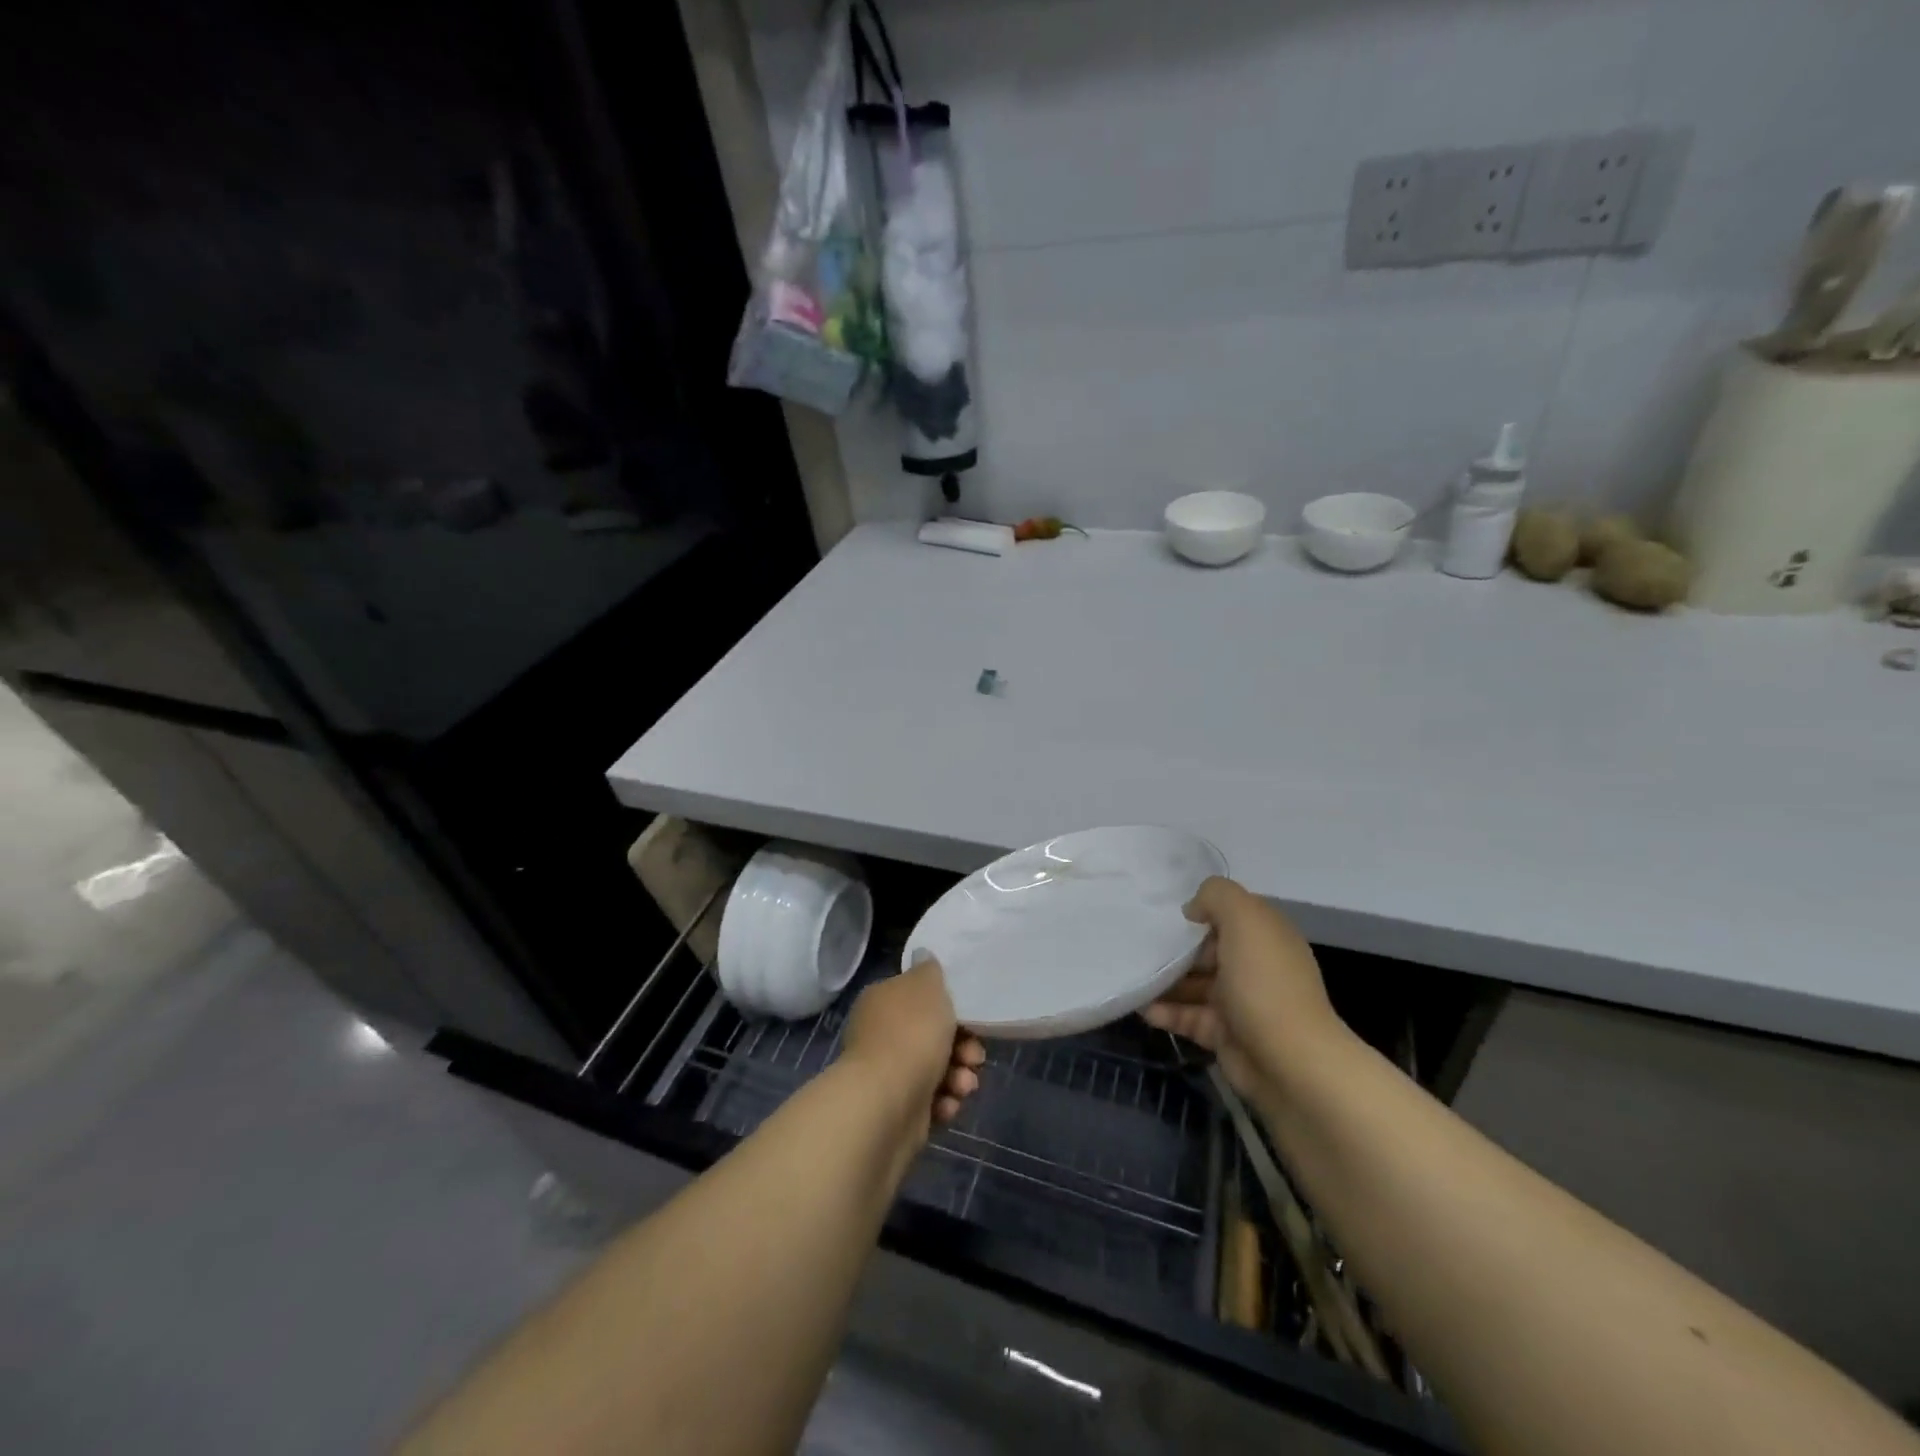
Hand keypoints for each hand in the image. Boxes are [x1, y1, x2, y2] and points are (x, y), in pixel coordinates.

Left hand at [841, 958, 985, 1137]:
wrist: (886, 1103)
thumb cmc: (911, 1034)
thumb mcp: (928, 987)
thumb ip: (930, 970)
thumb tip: (923, 956)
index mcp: (883, 1000)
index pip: (921, 998)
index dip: (951, 1008)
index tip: (972, 1021)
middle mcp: (881, 1035)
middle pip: (933, 1036)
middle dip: (962, 1048)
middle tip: (974, 1057)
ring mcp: (888, 1074)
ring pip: (936, 1070)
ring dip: (958, 1077)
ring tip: (963, 1086)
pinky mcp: (897, 1110)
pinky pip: (929, 1101)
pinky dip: (943, 1102)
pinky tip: (947, 1105)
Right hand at [1143, 877, 1343, 1100]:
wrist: (1291, 1063)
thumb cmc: (1265, 983)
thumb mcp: (1244, 920)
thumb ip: (1216, 896)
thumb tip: (1193, 910)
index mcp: (1265, 936)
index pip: (1229, 914)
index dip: (1200, 910)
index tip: (1164, 913)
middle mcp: (1254, 966)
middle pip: (1206, 949)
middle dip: (1174, 948)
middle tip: (1137, 945)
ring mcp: (1239, 1002)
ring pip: (1193, 984)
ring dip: (1164, 981)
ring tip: (1131, 977)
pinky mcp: (1224, 1034)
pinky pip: (1188, 1017)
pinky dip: (1165, 1012)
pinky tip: (1142, 1008)